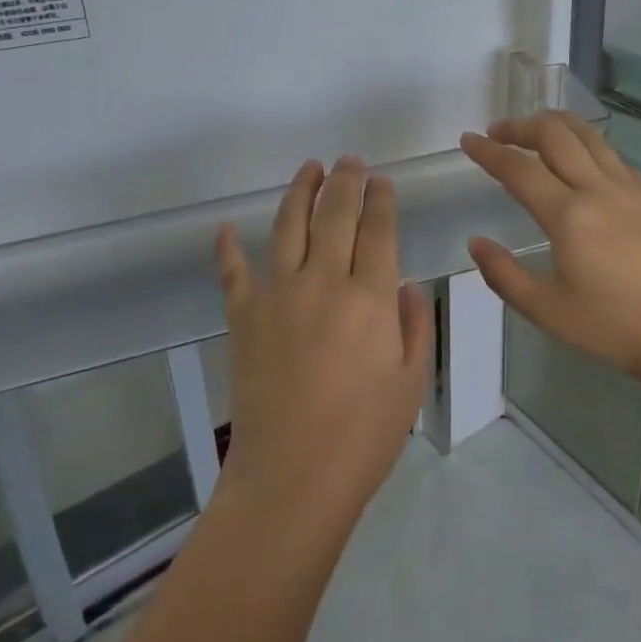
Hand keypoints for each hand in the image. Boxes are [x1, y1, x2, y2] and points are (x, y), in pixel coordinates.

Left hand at [214, 156, 433, 529]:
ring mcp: (277, 295)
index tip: (382, 180)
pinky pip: (232, 271)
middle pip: (335, 214)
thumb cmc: (362, 437)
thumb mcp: (411, 383)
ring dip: (300, 191)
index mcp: (370, 298)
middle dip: (346, 181)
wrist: (291, 479)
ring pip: (288, 225)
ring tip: (310, 168)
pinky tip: (225, 228)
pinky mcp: (243, 316)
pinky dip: (227, 247)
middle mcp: (323, 282)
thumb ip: (416, 326)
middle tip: (350, 161)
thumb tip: (407, 285)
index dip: (381, 199)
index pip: (378, 229)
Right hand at [461, 113, 640, 390]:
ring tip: (535, 129)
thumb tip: (476, 243)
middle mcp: (598, 189)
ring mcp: (631, 189)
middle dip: (520, 126)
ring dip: (556, 124)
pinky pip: (613, 155)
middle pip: (555, 135)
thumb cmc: (615, 328)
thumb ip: (504, 275)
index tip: (467, 140)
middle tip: (497, 132)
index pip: (518, 169)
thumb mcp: (547, 311)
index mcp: (568, 215)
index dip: (489, 151)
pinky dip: (587, 144)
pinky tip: (583, 159)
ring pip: (589, 136)